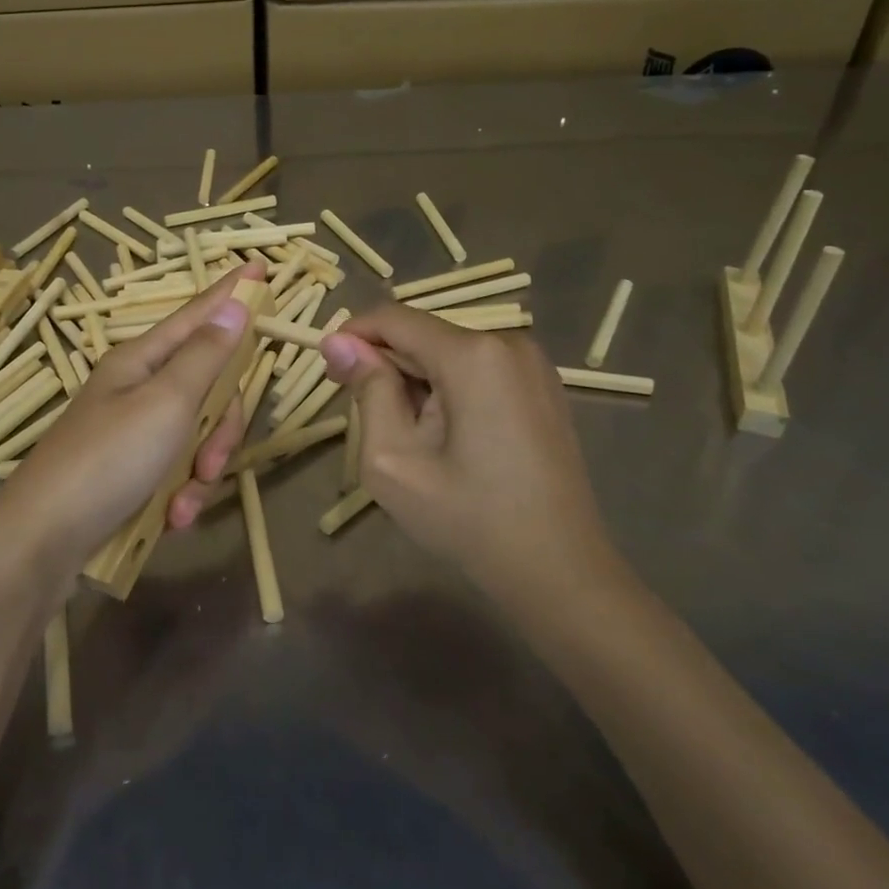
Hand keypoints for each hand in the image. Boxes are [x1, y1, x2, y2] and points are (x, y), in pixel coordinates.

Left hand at [0, 264, 258, 572]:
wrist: (43, 540)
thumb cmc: (107, 460)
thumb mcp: (166, 403)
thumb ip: (205, 356)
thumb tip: (233, 303)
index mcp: (142, 360)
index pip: (198, 314)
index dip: (231, 292)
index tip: (259, 264)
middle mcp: (138, 388)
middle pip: (207, 386)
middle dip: (220, 427)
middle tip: (213, 461)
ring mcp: (133, 430)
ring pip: (197, 433)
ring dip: (201, 470)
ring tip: (184, 503)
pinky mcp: (130, 470)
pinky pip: (177, 469)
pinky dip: (181, 493)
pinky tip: (172, 518)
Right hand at [321, 306, 622, 608]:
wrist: (559, 570)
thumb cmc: (468, 519)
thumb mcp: (394, 459)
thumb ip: (367, 391)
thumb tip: (338, 342)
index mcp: (472, 354)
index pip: (394, 318)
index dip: (353, 335)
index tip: (329, 369)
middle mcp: (508, 342)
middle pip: (423, 335)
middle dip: (386, 365)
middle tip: (363, 416)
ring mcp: (532, 364)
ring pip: (449, 353)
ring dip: (416, 380)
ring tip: (409, 436)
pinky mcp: (544, 386)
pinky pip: (478, 369)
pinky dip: (449, 388)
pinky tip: (446, 436)